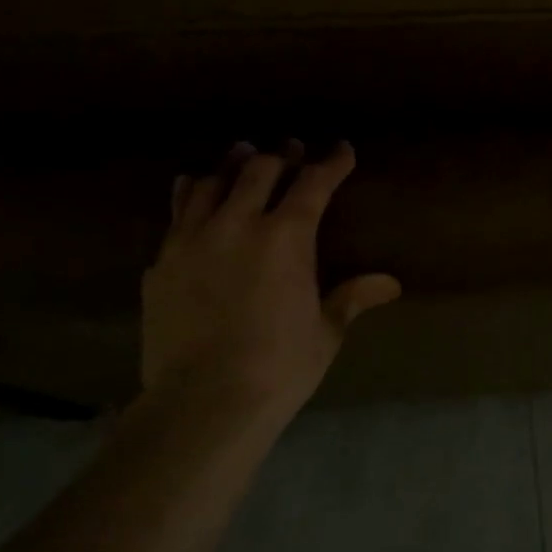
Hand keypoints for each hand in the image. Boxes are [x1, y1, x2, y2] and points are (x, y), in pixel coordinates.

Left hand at [142, 141, 400, 422]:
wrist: (203, 401)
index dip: (331, 163)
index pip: (313, 184)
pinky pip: (177, 213)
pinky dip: (192, 194)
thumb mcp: (325, 332)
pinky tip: (194, 190)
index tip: (341, 150)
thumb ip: (352, 297)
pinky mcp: (161, 262)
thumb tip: (391, 284)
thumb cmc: (279, 367)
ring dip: (233, 165)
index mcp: (285, 238)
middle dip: (281, 156)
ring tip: (242, 154)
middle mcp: (236, 225)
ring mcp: (191, 240)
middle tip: (291, 150)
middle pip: (259, 171)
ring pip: (212, 183)